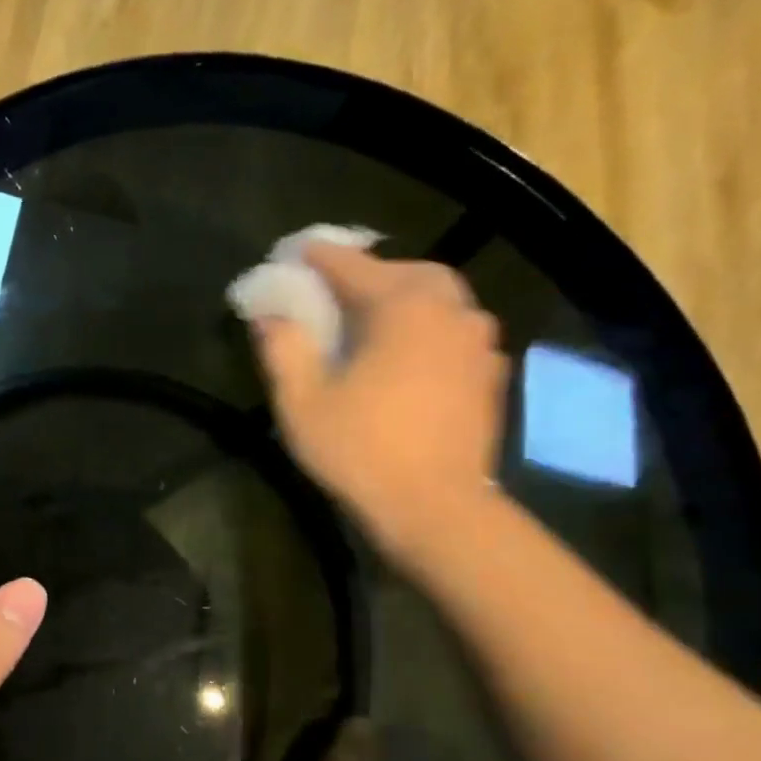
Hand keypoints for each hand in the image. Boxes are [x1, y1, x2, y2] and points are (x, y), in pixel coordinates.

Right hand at [252, 242, 508, 564]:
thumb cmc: (360, 451)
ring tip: (375, 321)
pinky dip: (430, 329)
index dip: (320, 258)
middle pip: (408, 273)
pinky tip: (411, 355)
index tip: (297, 252)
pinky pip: (457, 332)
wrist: (435, 508)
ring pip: (440, 300)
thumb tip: (269, 315)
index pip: (353, 266)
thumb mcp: (302, 402)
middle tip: (339, 291)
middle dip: (371, 273)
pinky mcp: (490, 374)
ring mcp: (478, 342)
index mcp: (402, 307)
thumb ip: (283, 349)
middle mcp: (449, 310)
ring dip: (405, 299)